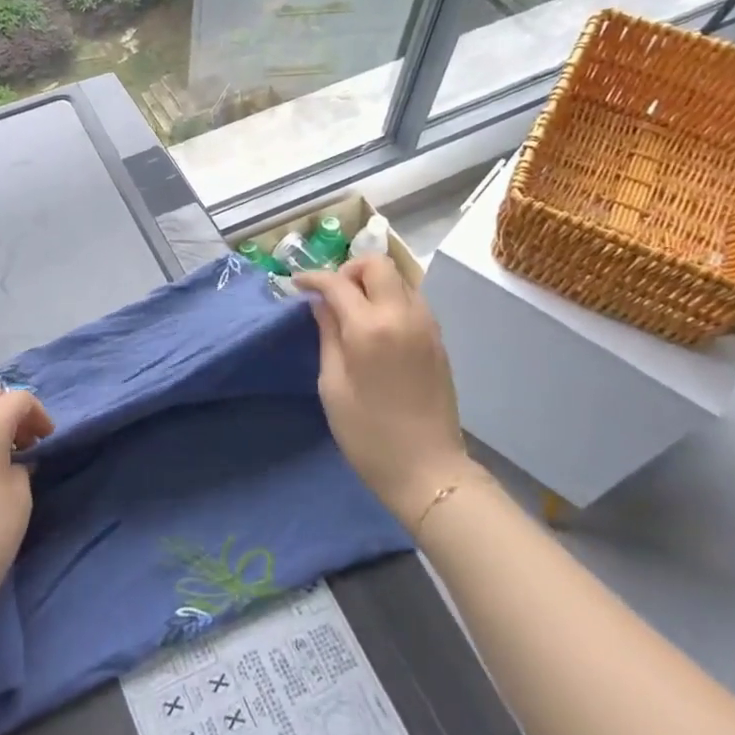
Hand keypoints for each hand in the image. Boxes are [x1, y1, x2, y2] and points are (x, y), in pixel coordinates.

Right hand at [294, 256, 468, 528]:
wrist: (428, 469)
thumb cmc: (367, 433)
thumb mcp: (332, 385)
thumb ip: (327, 336)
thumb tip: (320, 304)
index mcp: (370, 327)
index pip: (338, 282)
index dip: (313, 278)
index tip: (296, 284)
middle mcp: (403, 315)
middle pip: (379, 265)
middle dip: (350, 270)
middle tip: (331, 294)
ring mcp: (426, 326)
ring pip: (400, 279)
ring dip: (373, 283)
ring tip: (352, 309)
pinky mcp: (438, 340)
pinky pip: (412, 300)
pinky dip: (390, 299)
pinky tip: (375, 326)